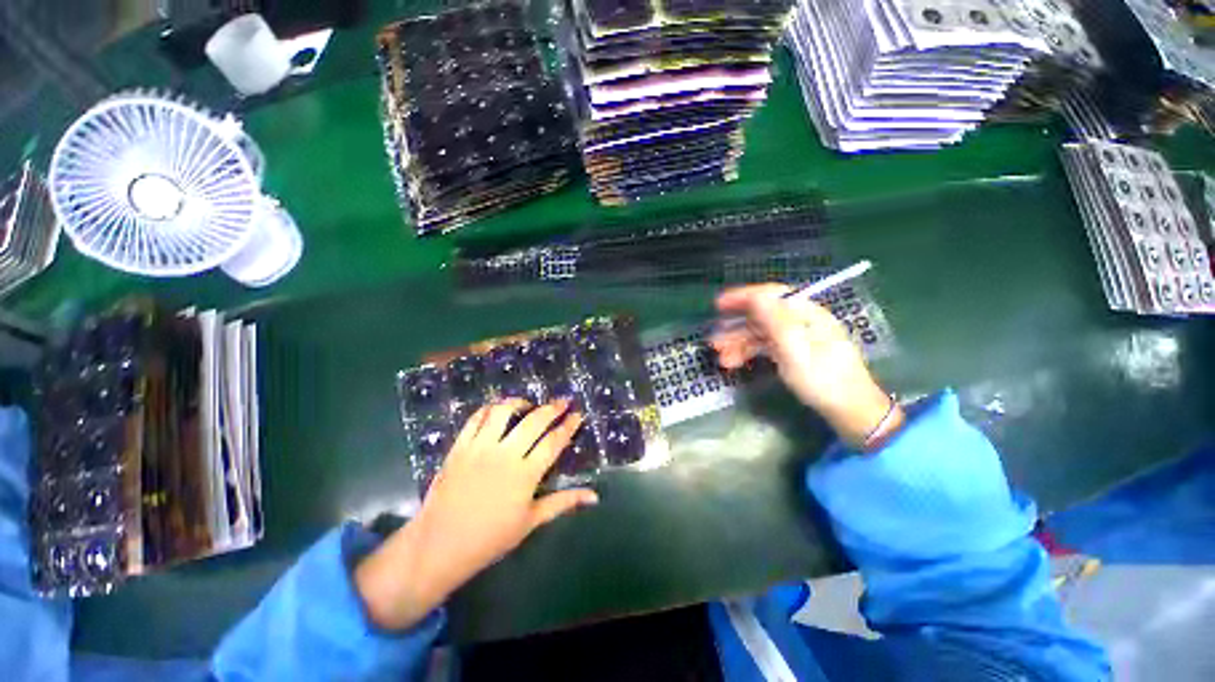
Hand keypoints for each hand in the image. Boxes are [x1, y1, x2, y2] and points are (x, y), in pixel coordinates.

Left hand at [355, 400, 597, 629]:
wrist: (440, 545)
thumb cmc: (490, 538)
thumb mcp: (531, 521)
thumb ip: (563, 502)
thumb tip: (594, 496)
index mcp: (526, 474)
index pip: (554, 441)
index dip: (568, 425)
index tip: (578, 414)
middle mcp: (505, 454)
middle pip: (534, 421)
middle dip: (553, 407)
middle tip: (563, 401)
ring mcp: (480, 447)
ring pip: (503, 412)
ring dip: (519, 402)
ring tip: (528, 405)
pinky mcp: (460, 447)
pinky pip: (476, 418)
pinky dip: (489, 409)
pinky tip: (497, 411)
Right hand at [711, 284, 901, 449]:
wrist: (850, 412)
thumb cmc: (823, 380)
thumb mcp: (795, 350)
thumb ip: (775, 321)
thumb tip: (757, 296)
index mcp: (806, 314)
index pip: (771, 295)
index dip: (743, 297)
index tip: (718, 304)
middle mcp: (801, 322)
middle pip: (762, 316)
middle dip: (736, 327)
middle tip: (713, 341)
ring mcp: (797, 338)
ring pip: (761, 333)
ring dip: (739, 343)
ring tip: (721, 359)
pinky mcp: (794, 354)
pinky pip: (766, 346)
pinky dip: (749, 352)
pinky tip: (735, 363)